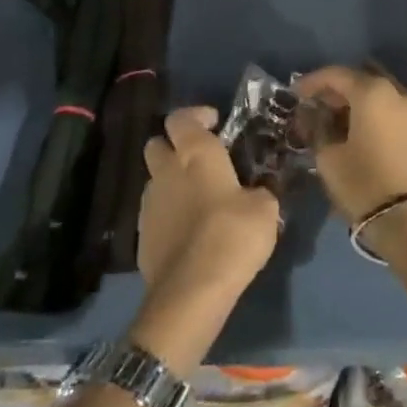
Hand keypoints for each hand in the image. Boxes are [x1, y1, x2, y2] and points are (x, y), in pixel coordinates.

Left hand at [137, 106, 281, 301]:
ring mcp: (149, 204)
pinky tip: (190, 231)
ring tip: (199, 200)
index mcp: (195, 154)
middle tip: (201, 159)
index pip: (181, 117)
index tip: (215, 124)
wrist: (192, 290)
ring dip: (172, 181)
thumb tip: (256, 192)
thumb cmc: (233, 235)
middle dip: (175, 145)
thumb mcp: (265, 209)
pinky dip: (169, 213)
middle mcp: (166, 171)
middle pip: (157, 143)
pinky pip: (155, 212)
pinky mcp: (141, 235)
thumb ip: (259, 191)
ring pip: (155, 179)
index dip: (196, 116)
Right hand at [294, 66, 406, 223]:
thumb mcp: (329, 159)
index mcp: (373, 94)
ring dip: (363, 108)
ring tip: (344, 127)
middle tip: (319, 109)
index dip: (313, 81)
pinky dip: (383, 124)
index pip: (337, 75)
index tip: (296, 93)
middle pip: (364, 84)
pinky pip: (401, 121)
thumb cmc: (366, 185)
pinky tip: (372, 142)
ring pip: (386, 102)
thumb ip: (318, 130)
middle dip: (339, 93)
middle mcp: (401, 96)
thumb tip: (314, 116)